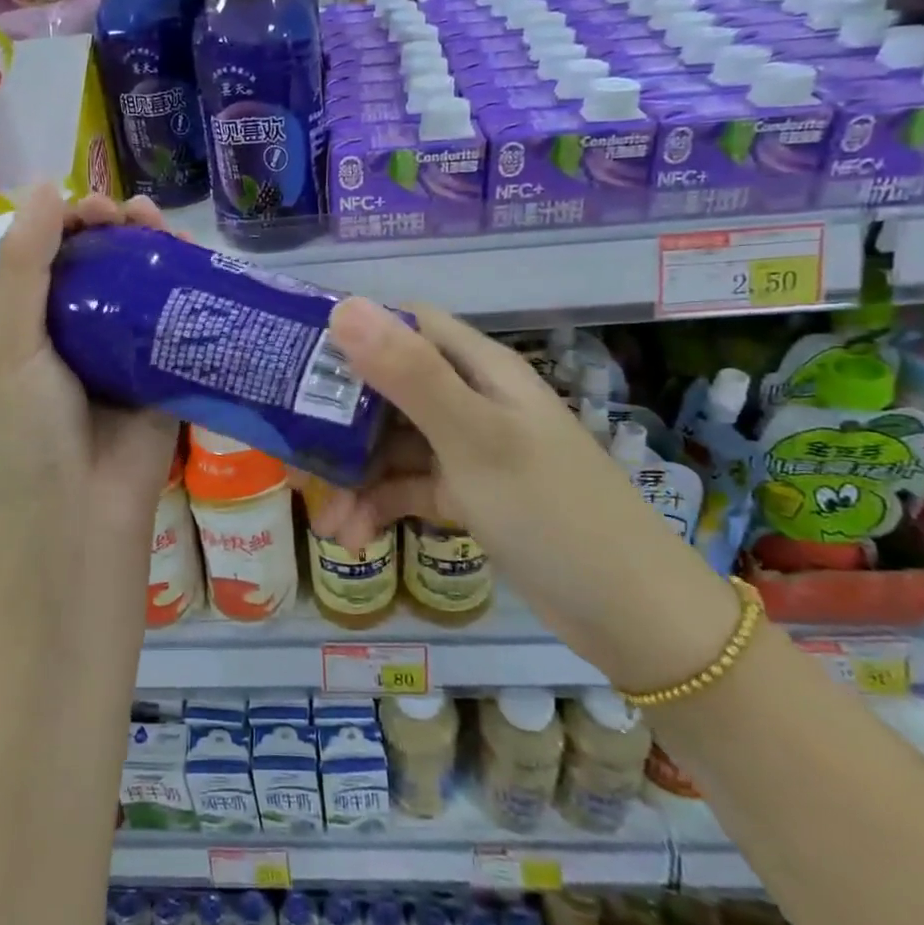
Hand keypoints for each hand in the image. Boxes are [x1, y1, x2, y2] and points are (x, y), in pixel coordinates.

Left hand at [0, 185, 179, 640]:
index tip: (98, 210)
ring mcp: (121, 358)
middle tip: (142, 219)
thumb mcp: (11, 346)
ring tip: (171, 233)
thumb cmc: (30, 435)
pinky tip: (203, 271)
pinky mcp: (163, 379)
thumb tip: (46, 185)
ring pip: (142, 292)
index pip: (49, 256)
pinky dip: (190, 297)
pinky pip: (178, 329)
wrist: (79, 522)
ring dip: (156, 257)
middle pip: (100, 268)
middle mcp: (74, 337)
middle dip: (120, 233)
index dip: (71, 222)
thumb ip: (26, 266)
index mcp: (27, 326)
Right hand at [305, 297, 734, 685]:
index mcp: (480, 368)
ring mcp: (470, 450)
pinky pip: (409, 487)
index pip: (406, 324)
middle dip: (339, 417)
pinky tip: (352, 537)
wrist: (634, 618)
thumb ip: (409, 375)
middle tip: (289, 444)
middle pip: (389, 387)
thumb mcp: (476, 440)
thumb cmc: (553, 512)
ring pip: (393, 443)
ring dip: (354, 474)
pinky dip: (379, 506)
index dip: (352, 329)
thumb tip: (342, 307)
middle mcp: (472, 399)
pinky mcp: (469, 496)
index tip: (296, 354)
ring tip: (322, 517)